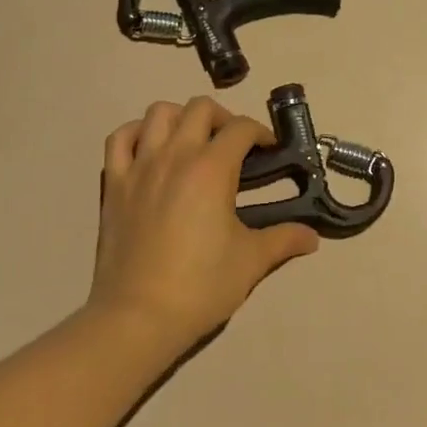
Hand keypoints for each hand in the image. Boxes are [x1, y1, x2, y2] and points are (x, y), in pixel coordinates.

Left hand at [91, 98, 319, 349]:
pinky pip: (119, 139)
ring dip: (181, 118)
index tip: (270, 152)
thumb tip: (313, 238)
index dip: (261, 134)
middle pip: (200, 108)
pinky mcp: (113, 185)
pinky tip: (150, 149)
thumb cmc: (201, 286)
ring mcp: (139, 167)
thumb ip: (284, 240)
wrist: (138, 317)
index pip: (241, 128)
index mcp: (211, 168)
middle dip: (224, 118)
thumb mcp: (251, 261)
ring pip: (158, 114)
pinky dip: (137, 133)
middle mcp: (175, 156)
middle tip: (234, 146)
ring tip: (193, 142)